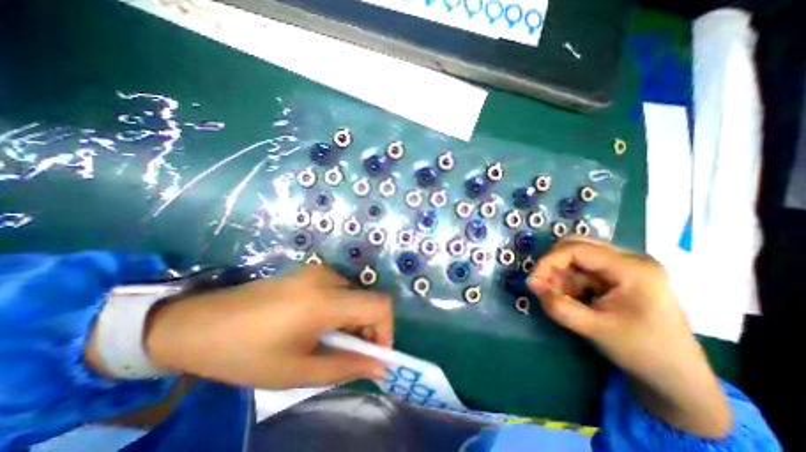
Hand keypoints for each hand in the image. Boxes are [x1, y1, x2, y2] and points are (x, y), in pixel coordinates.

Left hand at [143, 265, 395, 387]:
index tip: (375, 354)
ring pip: (355, 296)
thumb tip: (380, 367)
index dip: (386, 330)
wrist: (197, 323)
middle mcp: (327, 278)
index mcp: (325, 300)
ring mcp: (318, 271)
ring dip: (352, 321)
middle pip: (368, 300)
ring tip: (328, 342)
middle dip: (367, 330)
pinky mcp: (310, 271)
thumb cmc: (244, 353)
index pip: (380, 305)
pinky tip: (317, 325)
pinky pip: (340, 290)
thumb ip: (345, 367)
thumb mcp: (296, 371)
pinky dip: (340, 310)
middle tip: (348, 355)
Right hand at [527, 236, 734, 437]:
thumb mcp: (594, 329)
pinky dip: (570, 280)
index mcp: (633, 268)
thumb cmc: (641, 352)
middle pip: (577, 246)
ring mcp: (625, 266)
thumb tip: (531, 284)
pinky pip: (583, 268)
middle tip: (544, 286)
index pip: (577, 249)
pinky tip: (571, 298)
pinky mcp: (619, 275)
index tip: (533, 281)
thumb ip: (558, 306)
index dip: (549, 261)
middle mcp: (630, 259)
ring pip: (577, 256)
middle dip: (554, 265)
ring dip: (561, 274)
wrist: (676, 377)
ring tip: (559, 297)